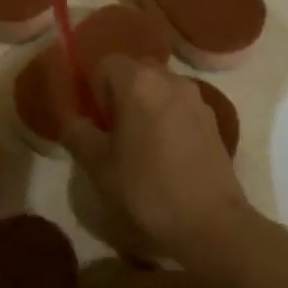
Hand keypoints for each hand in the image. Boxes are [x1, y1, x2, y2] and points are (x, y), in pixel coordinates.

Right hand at [58, 57, 252, 267]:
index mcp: (138, 82)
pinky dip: (166, 117)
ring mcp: (196, 98)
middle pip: (135, 70)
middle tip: (112, 131)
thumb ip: (77, 133)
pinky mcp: (212, 120)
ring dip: (144, 104)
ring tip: (139, 144)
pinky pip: (179, 105)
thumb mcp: (97, 165)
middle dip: (119, 92)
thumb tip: (74, 120)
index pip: (105, 63)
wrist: (210, 224)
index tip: (94, 121)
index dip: (93, 88)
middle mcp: (170, 79)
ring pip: (159, 87)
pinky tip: (165, 154)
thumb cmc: (146, 189)